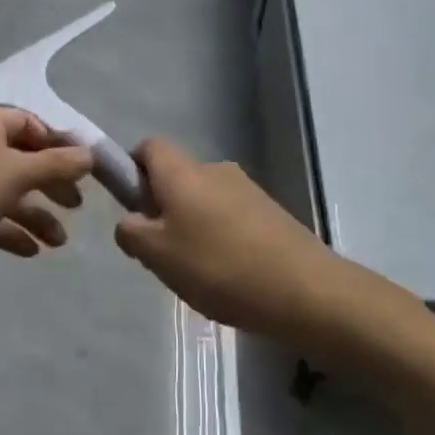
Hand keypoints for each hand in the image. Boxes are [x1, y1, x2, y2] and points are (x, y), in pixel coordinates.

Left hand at [0, 107, 92, 320]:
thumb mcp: (18, 174)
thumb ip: (57, 164)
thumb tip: (90, 154)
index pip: (30, 123)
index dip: (59, 145)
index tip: (85, 171)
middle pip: (20, 158)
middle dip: (51, 183)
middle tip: (77, 206)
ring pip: (5, 191)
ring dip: (35, 213)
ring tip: (59, 242)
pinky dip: (9, 230)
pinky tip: (31, 251)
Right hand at [113, 138, 332, 341]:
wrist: (303, 288)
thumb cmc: (218, 266)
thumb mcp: (157, 255)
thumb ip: (131, 232)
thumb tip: (130, 220)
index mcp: (183, 172)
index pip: (149, 146)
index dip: (133, 168)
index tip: (132, 205)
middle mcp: (215, 169)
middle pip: (177, 177)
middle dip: (163, 207)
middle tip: (161, 252)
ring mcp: (247, 189)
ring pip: (204, 199)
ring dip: (192, 225)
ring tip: (197, 272)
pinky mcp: (271, 211)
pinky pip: (230, 216)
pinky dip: (221, 237)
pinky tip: (228, 275)